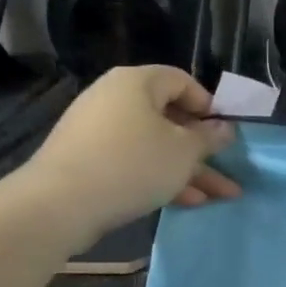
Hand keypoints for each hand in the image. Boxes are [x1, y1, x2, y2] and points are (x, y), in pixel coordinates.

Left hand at [18, 66, 239, 250]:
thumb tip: (224, 128)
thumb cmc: (132, 164)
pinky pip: (133, 162)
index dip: (209, 105)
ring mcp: (98, 131)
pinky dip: (159, 178)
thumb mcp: (184, 152)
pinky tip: (188, 202)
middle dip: (203, 149)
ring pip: (155, 146)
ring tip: (221, 197)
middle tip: (228, 168)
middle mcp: (114, 99)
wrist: (57, 205)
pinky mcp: (87, 161)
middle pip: (169, 118)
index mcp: (137, 83)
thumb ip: (209, 138)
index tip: (225, 132)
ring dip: (188, 170)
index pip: (182, 81)